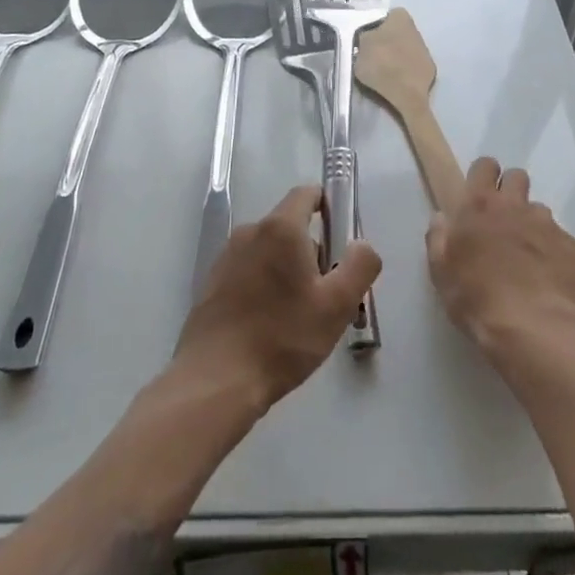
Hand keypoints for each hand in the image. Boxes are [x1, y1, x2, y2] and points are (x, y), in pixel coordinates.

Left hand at [175, 185, 381, 412]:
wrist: (215, 381)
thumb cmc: (282, 338)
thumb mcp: (338, 305)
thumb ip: (359, 265)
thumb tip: (362, 245)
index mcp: (281, 229)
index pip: (307, 194)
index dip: (329, 205)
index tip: (342, 238)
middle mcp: (250, 232)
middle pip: (290, 227)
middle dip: (312, 251)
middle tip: (327, 294)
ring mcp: (227, 257)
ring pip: (269, 252)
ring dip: (288, 271)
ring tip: (299, 317)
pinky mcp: (212, 284)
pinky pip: (249, 272)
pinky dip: (264, 287)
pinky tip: (270, 326)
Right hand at [427, 157, 574, 361]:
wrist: (533, 329)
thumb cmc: (477, 299)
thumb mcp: (441, 272)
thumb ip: (438, 238)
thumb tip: (442, 217)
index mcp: (480, 206)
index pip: (485, 166)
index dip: (484, 176)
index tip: (480, 195)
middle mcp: (515, 206)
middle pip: (517, 177)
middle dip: (511, 191)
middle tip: (503, 221)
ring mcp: (547, 225)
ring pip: (539, 210)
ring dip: (531, 225)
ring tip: (527, 258)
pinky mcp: (572, 247)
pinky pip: (560, 240)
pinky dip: (553, 252)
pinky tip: (547, 278)